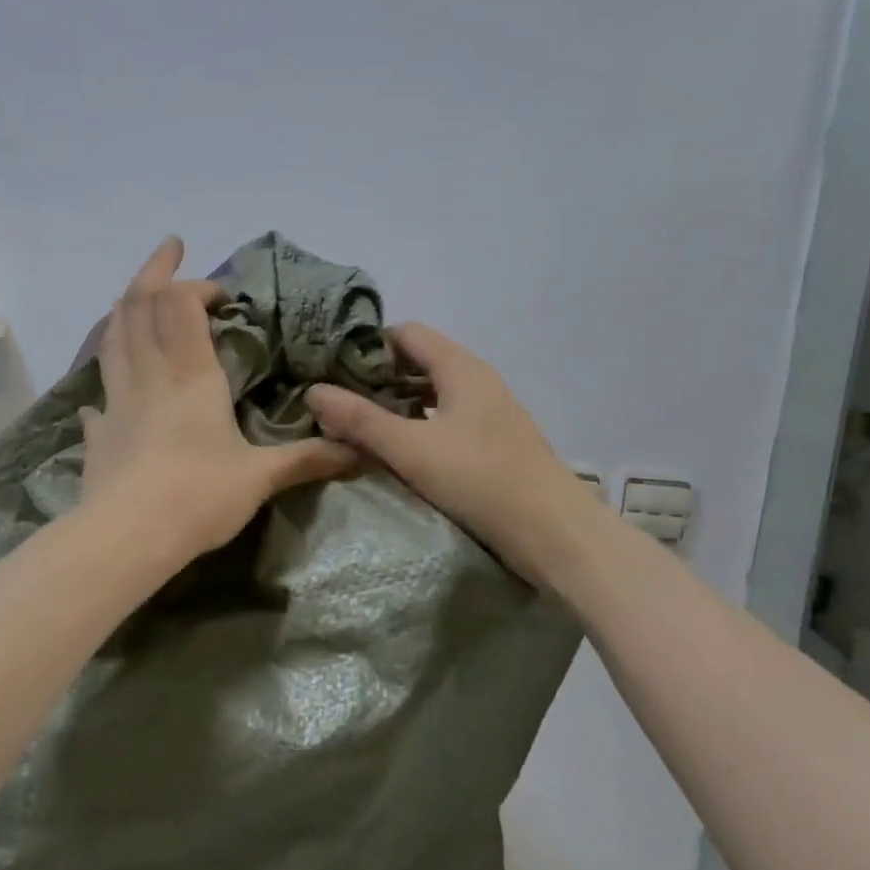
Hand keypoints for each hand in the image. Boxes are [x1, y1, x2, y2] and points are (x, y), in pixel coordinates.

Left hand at [80, 237, 358, 563]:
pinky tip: (110, 388)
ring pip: (112, 337)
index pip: (181, 306)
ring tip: (135, 295)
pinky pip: (99, 393)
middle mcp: (149, 376)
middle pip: (137, 305)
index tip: (222, 294)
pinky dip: (107, 377)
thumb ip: (307, 459)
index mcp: (190, 376)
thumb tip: (359, 452)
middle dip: (153, 270)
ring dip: (124, 307)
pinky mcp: (98, 433)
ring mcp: (116, 402)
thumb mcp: (261, 478)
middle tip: (170, 246)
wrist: (127, 539)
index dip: (197, 286)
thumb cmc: (198, 497)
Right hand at [306, 323, 590, 585]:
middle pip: (419, 361)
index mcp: (461, 368)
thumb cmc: (481, 481)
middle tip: (337, 399)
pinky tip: (398, 450)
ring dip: (397, 404)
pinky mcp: (492, 444)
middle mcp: (476, 381)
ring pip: (432, 393)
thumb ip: (360, 420)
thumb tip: (313, 391)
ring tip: (358, 425)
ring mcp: (488, 413)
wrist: (555, 535)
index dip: (368, 345)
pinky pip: (445, 420)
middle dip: (378, 377)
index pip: (407, 334)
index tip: (331, 368)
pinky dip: (417, 426)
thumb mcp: (411, 449)